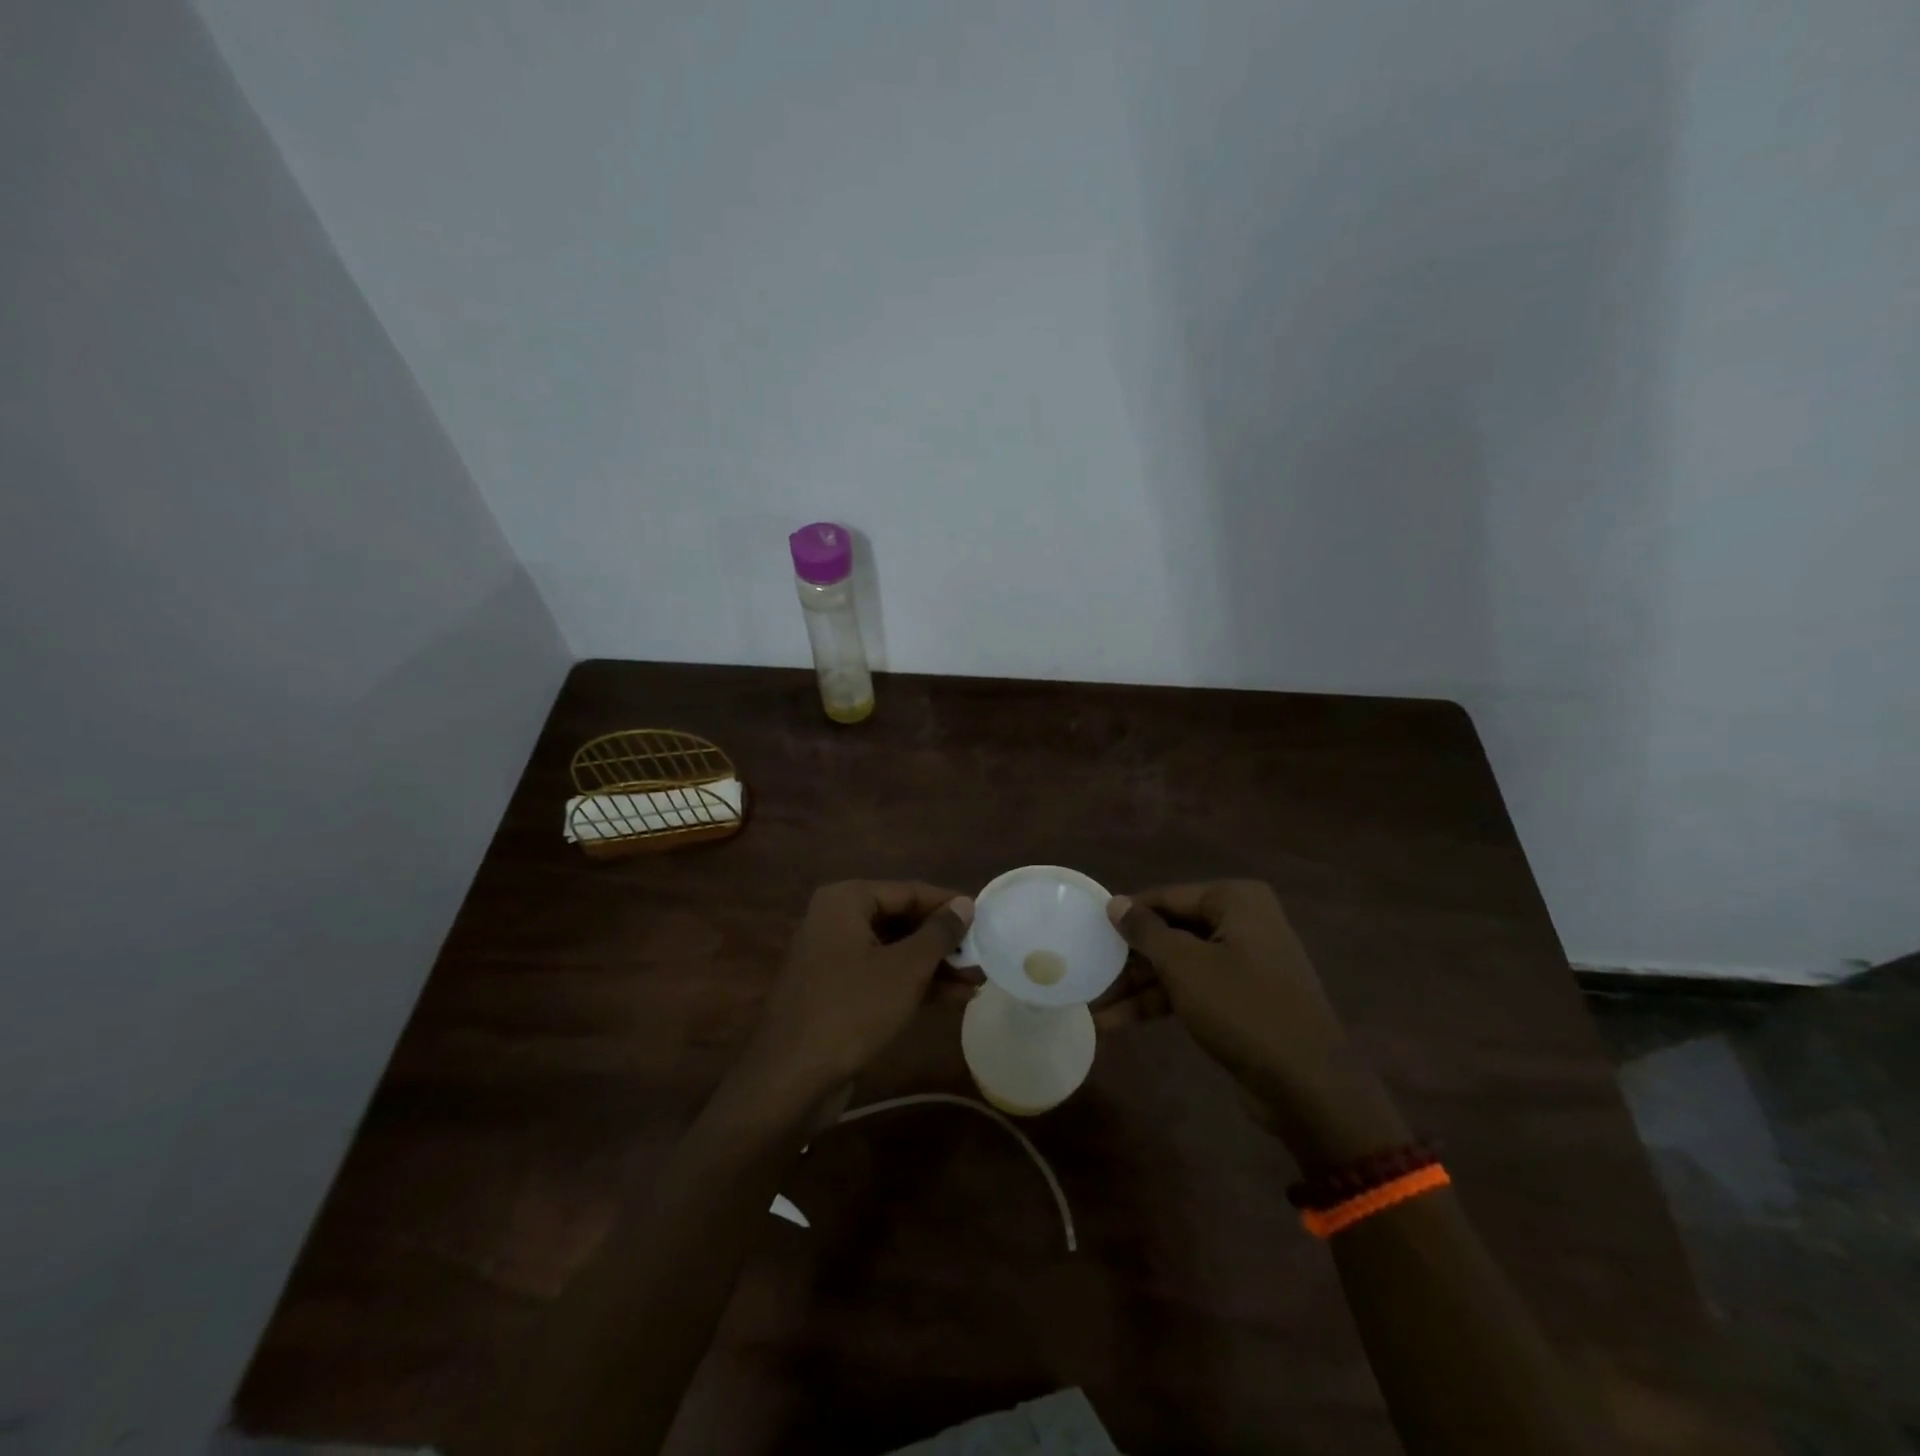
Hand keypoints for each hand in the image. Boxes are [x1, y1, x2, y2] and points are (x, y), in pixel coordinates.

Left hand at [739, 881, 973, 1107]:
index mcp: (845, 900)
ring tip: (976, 981)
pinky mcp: (836, 992)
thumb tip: (965, 904)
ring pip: (893, 951)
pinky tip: (952, 998)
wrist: (791, 1079)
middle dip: (943, 941)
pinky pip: (881, 976)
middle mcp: (835, 920)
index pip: (908, 891)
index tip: (985, 918)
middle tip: (982, 955)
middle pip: (901, 920)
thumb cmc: (852, 1009)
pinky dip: (913, 984)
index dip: (948, 905)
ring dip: (934, 966)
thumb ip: (939, 933)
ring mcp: (833, 958)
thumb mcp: (905, 969)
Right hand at [1100, 881, 1408, 1167]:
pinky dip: (1161, 1003)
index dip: (1126, 915)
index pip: (1166, 897)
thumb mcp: (1184, 965)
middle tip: (1088, 973)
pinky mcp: (1243, 998)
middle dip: (1129, 959)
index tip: (1087, 930)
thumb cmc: (1243, 1008)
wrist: (1309, 1086)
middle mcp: (1243, 923)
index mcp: (1235, 900)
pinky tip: (1121, 1022)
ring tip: (1095, 1008)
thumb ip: (1145, 931)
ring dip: (1138, 987)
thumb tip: (1114, 902)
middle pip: (1171, 932)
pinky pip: (1193, 989)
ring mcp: (1244, 962)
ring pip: (1178, 965)